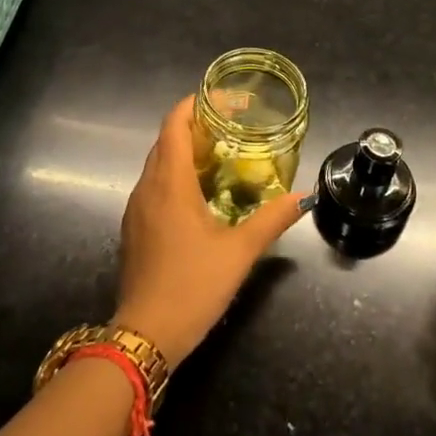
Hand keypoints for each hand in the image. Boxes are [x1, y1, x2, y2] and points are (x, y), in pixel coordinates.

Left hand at [112, 96, 310, 367]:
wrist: (146, 334)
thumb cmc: (193, 286)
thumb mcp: (239, 252)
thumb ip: (271, 220)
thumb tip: (301, 198)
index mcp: (169, 184)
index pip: (174, 125)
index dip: (195, 104)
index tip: (224, 100)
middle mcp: (147, 188)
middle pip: (166, 141)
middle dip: (195, 126)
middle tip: (232, 128)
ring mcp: (136, 209)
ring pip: (158, 164)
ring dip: (185, 152)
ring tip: (221, 156)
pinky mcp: (134, 228)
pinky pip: (153, 186)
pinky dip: (175, 176)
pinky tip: (200, 195)